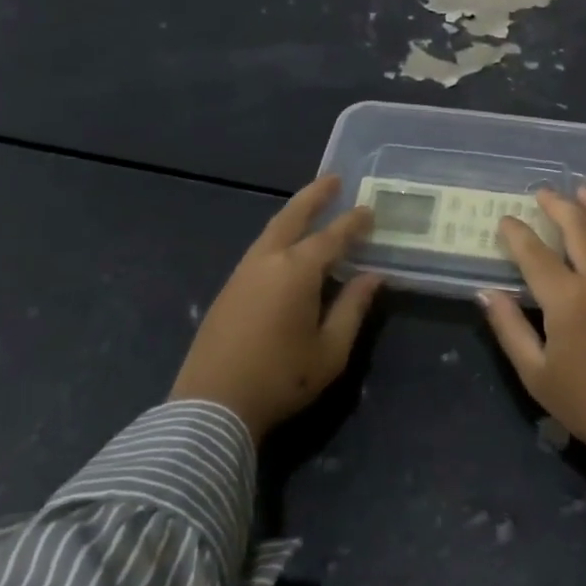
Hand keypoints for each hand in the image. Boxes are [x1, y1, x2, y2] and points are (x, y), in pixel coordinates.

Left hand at [171, 176, 381, 442]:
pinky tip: (288, 248)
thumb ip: (353, 308)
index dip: (353, 223)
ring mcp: (242, 274)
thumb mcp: (330, 350)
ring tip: (313, 208)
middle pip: (292, 217)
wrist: (212, 406)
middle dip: (315, 196)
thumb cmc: (281, 379)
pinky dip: (280, 237)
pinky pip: (261, 250)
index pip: (332, 237)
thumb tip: (373, 277)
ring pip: (272, 231)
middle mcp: (267, 262)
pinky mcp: (228, 290)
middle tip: (334, 179)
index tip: (370, 210)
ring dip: (294, 215)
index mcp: (296, 272)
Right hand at [478, 185, 585, 473]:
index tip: (505, 220)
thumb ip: (509, 328)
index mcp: (568, 300)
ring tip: (584, 189)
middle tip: (543, 192)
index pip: (535, 254)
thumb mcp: (535, 373)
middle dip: (559, 205)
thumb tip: (486, 293)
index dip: (517, 234)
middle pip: (580, 228)